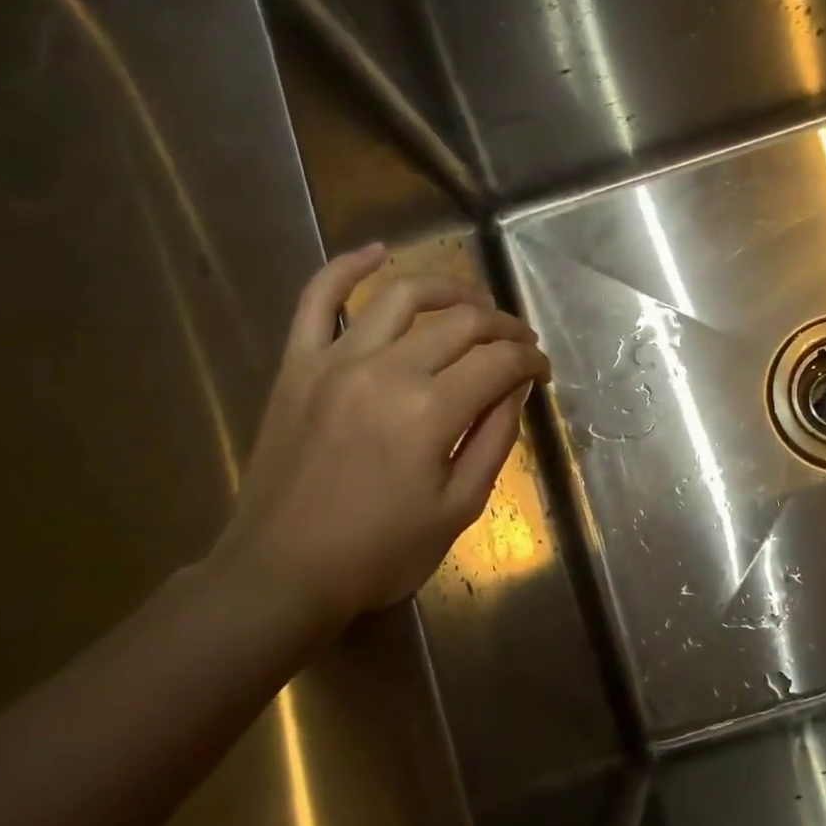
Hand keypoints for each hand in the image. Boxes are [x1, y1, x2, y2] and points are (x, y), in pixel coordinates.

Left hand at [208, 244, 549, 637]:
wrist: (282, 572)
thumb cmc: (380, 552)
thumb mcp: (460, 507)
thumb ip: (494, 440)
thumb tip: (513, 389)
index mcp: (430, 411)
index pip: (499, 362)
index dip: (530, 362)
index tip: (542, 372)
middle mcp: (386, 369)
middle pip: (461, 322)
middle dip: (503, 326)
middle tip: (520, 343)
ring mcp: (335, 359)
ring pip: (402, 296)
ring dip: (449, 289)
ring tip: (474, 302)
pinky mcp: (298, 364)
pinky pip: (316, 298)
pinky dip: (348, 267)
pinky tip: (379, 252)